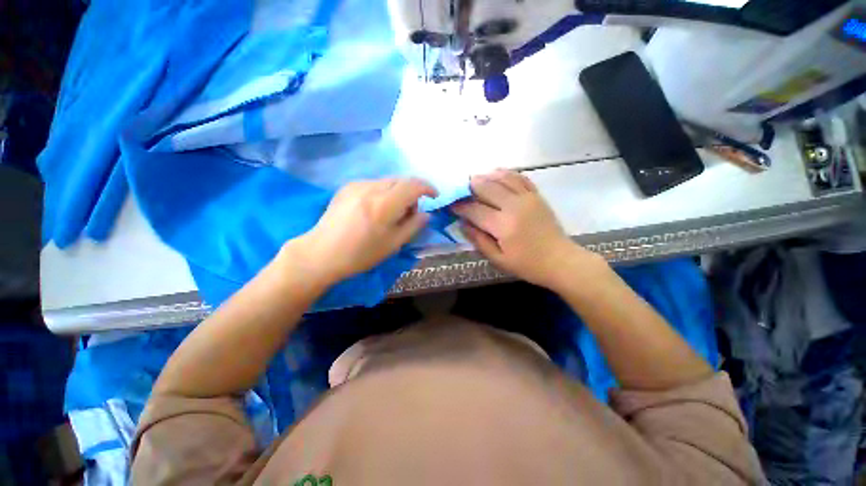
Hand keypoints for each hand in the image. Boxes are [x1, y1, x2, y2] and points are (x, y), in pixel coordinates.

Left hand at [280, 178, 437, 286]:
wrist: (321, 253)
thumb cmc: (361, 254)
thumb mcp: (393, 244)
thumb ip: (413, 226)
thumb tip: (426, 214)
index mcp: (384, 204)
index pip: (413, 185)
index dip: (427, 188)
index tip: (434, 196)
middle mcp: (371, 188)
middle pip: (401, 180)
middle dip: (413, 192)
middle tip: (411, 212)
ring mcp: (357, 185)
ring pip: (388, 181)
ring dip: (398, 192)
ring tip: (393, 212)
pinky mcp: (347, 187)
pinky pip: (374, 184)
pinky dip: (384, 192)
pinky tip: (376, 209)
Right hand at [453, 170, 600, 289]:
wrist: (560, 260)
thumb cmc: (527, 265)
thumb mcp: (498, 259)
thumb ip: (478, 240)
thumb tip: (462, 224)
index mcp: (503, 225)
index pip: (475, 210)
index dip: (460, 207)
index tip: (451, 206)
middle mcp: (514, 206)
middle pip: (487, 188)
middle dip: (470, 187)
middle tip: (460, 190)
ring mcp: (527, 198)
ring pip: (502, 178)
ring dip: (486, 177)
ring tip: (475, 180)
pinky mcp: (536, 195)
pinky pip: (519, 177)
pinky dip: (506, 173)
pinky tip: (496, 174)